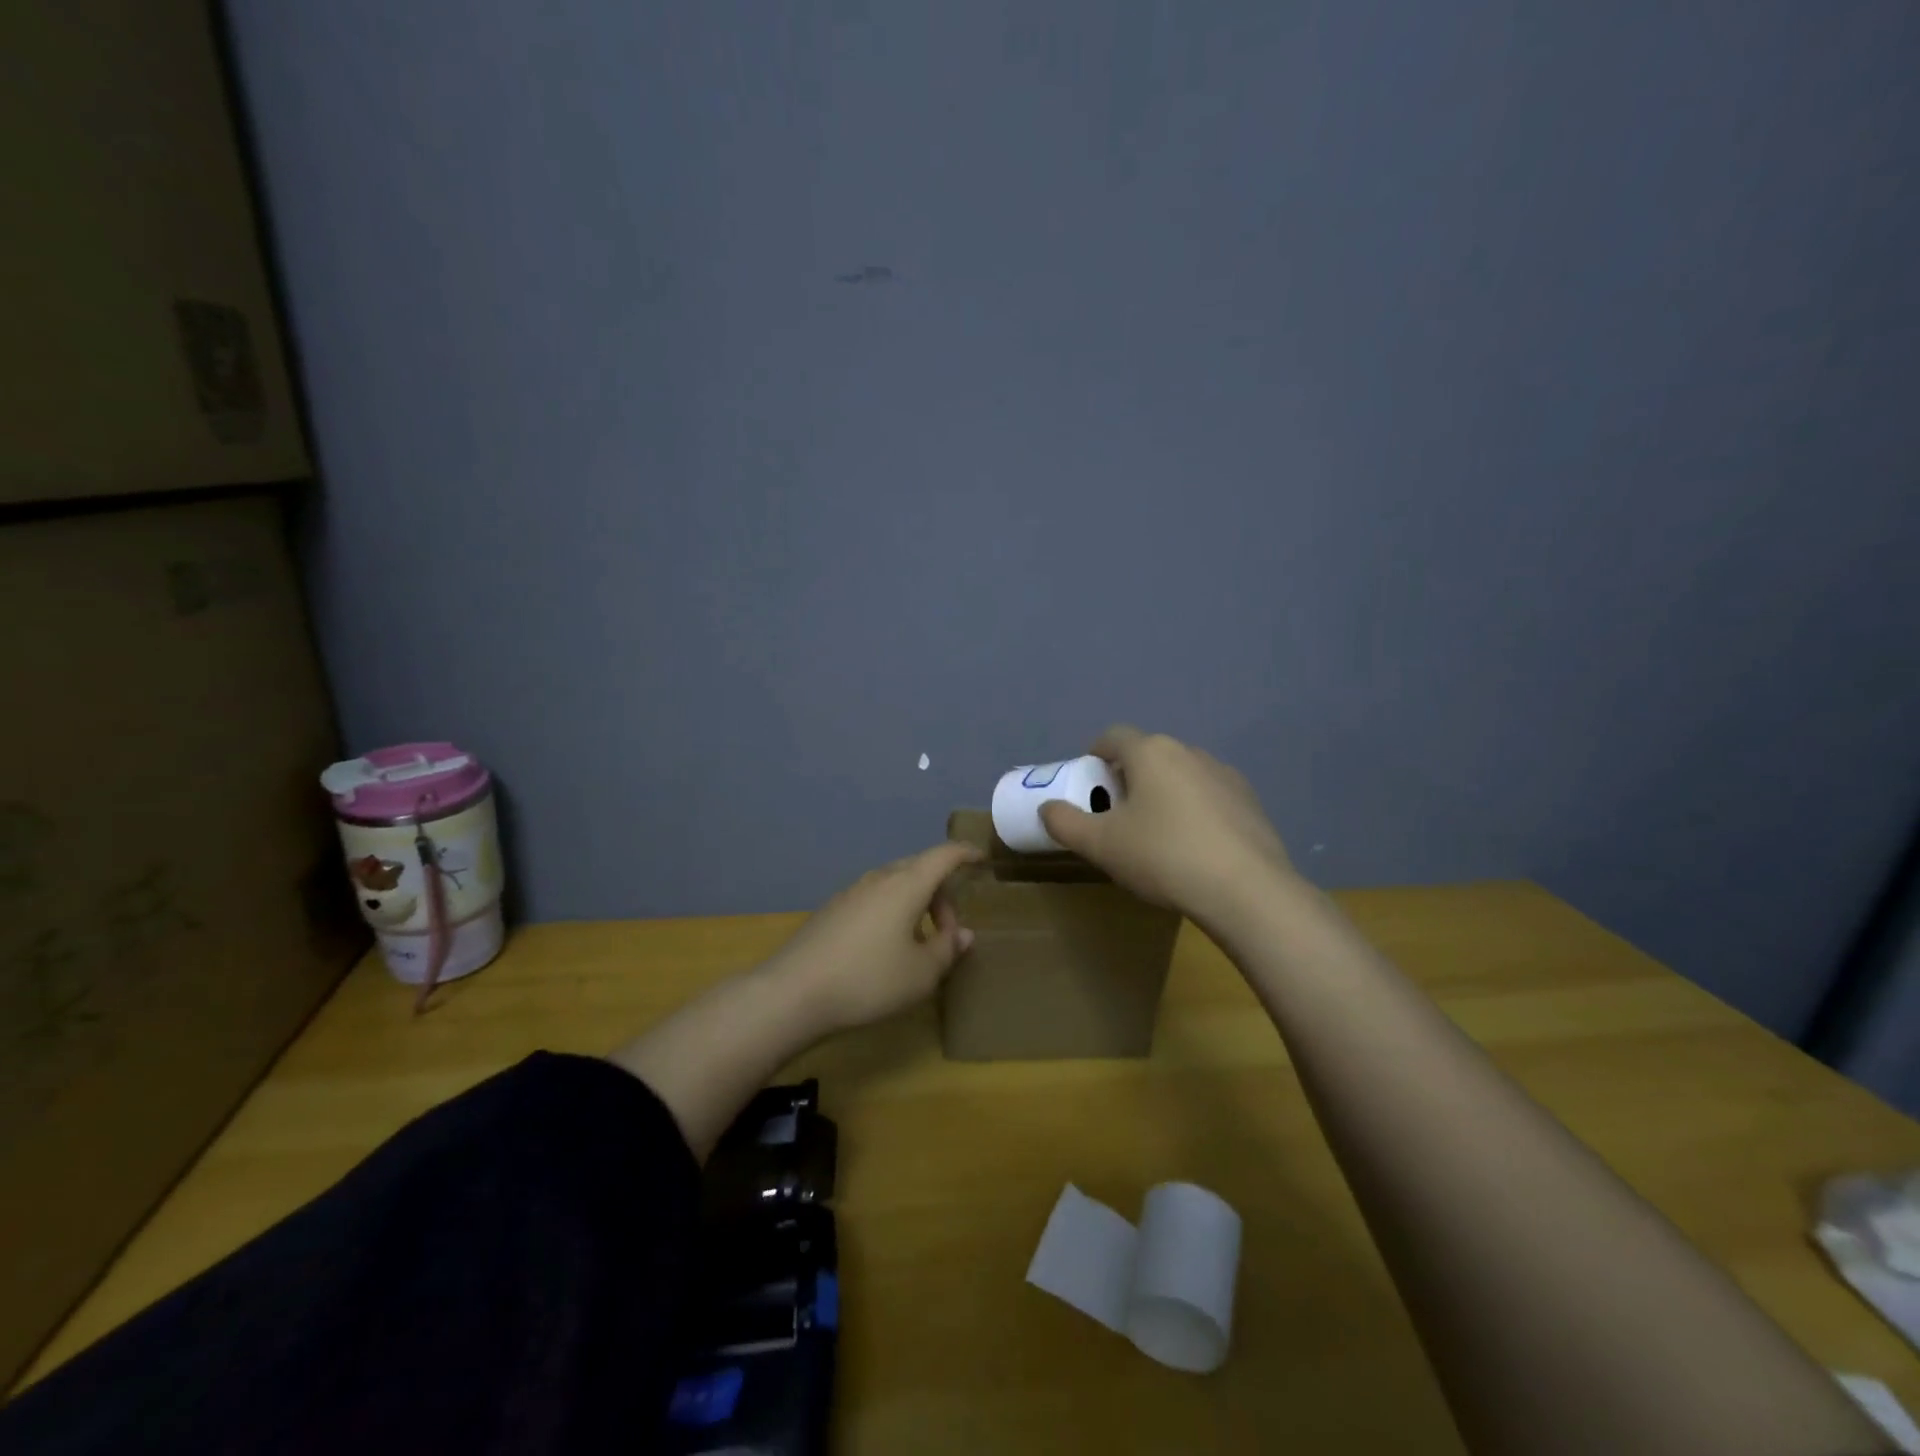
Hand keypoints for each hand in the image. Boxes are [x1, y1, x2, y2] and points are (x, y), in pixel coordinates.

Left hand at [768, 842, 982, 1032]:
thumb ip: (947, 950)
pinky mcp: (832, 910)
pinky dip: (892, 912)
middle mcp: (879, 879)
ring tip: (919, 943)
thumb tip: (963, 934)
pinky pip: (874, 899)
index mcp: (906, 885)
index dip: (965, 853)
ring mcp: (852, 892)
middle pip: (919, 870)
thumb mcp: (921, 973)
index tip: (980, 858)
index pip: (943, 856)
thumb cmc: (868, 980)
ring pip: (895, 885)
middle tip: (949, 931)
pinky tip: (886, 949)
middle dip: (941, 893)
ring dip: (915, 905)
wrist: (793, 993)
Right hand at [1039, 726, 1294, 924]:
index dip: (1095, 756)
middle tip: (1117, 817)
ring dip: (1162, 794)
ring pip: (1180, 775)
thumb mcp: (1100, 845)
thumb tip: (1047, 808)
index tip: (1089, 786)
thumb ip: (1065, 823)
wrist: (1247, 891)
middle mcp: (1189, 751)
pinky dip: (1194, 811)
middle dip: (1128, 779)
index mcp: (1150, 752)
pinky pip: (1209, 796)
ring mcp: (1224, 774)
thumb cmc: (1163, 857)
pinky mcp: (1250, 801)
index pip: (1113, 737)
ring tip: (1157, 836)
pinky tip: (1194, 848)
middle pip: (1147, 755)